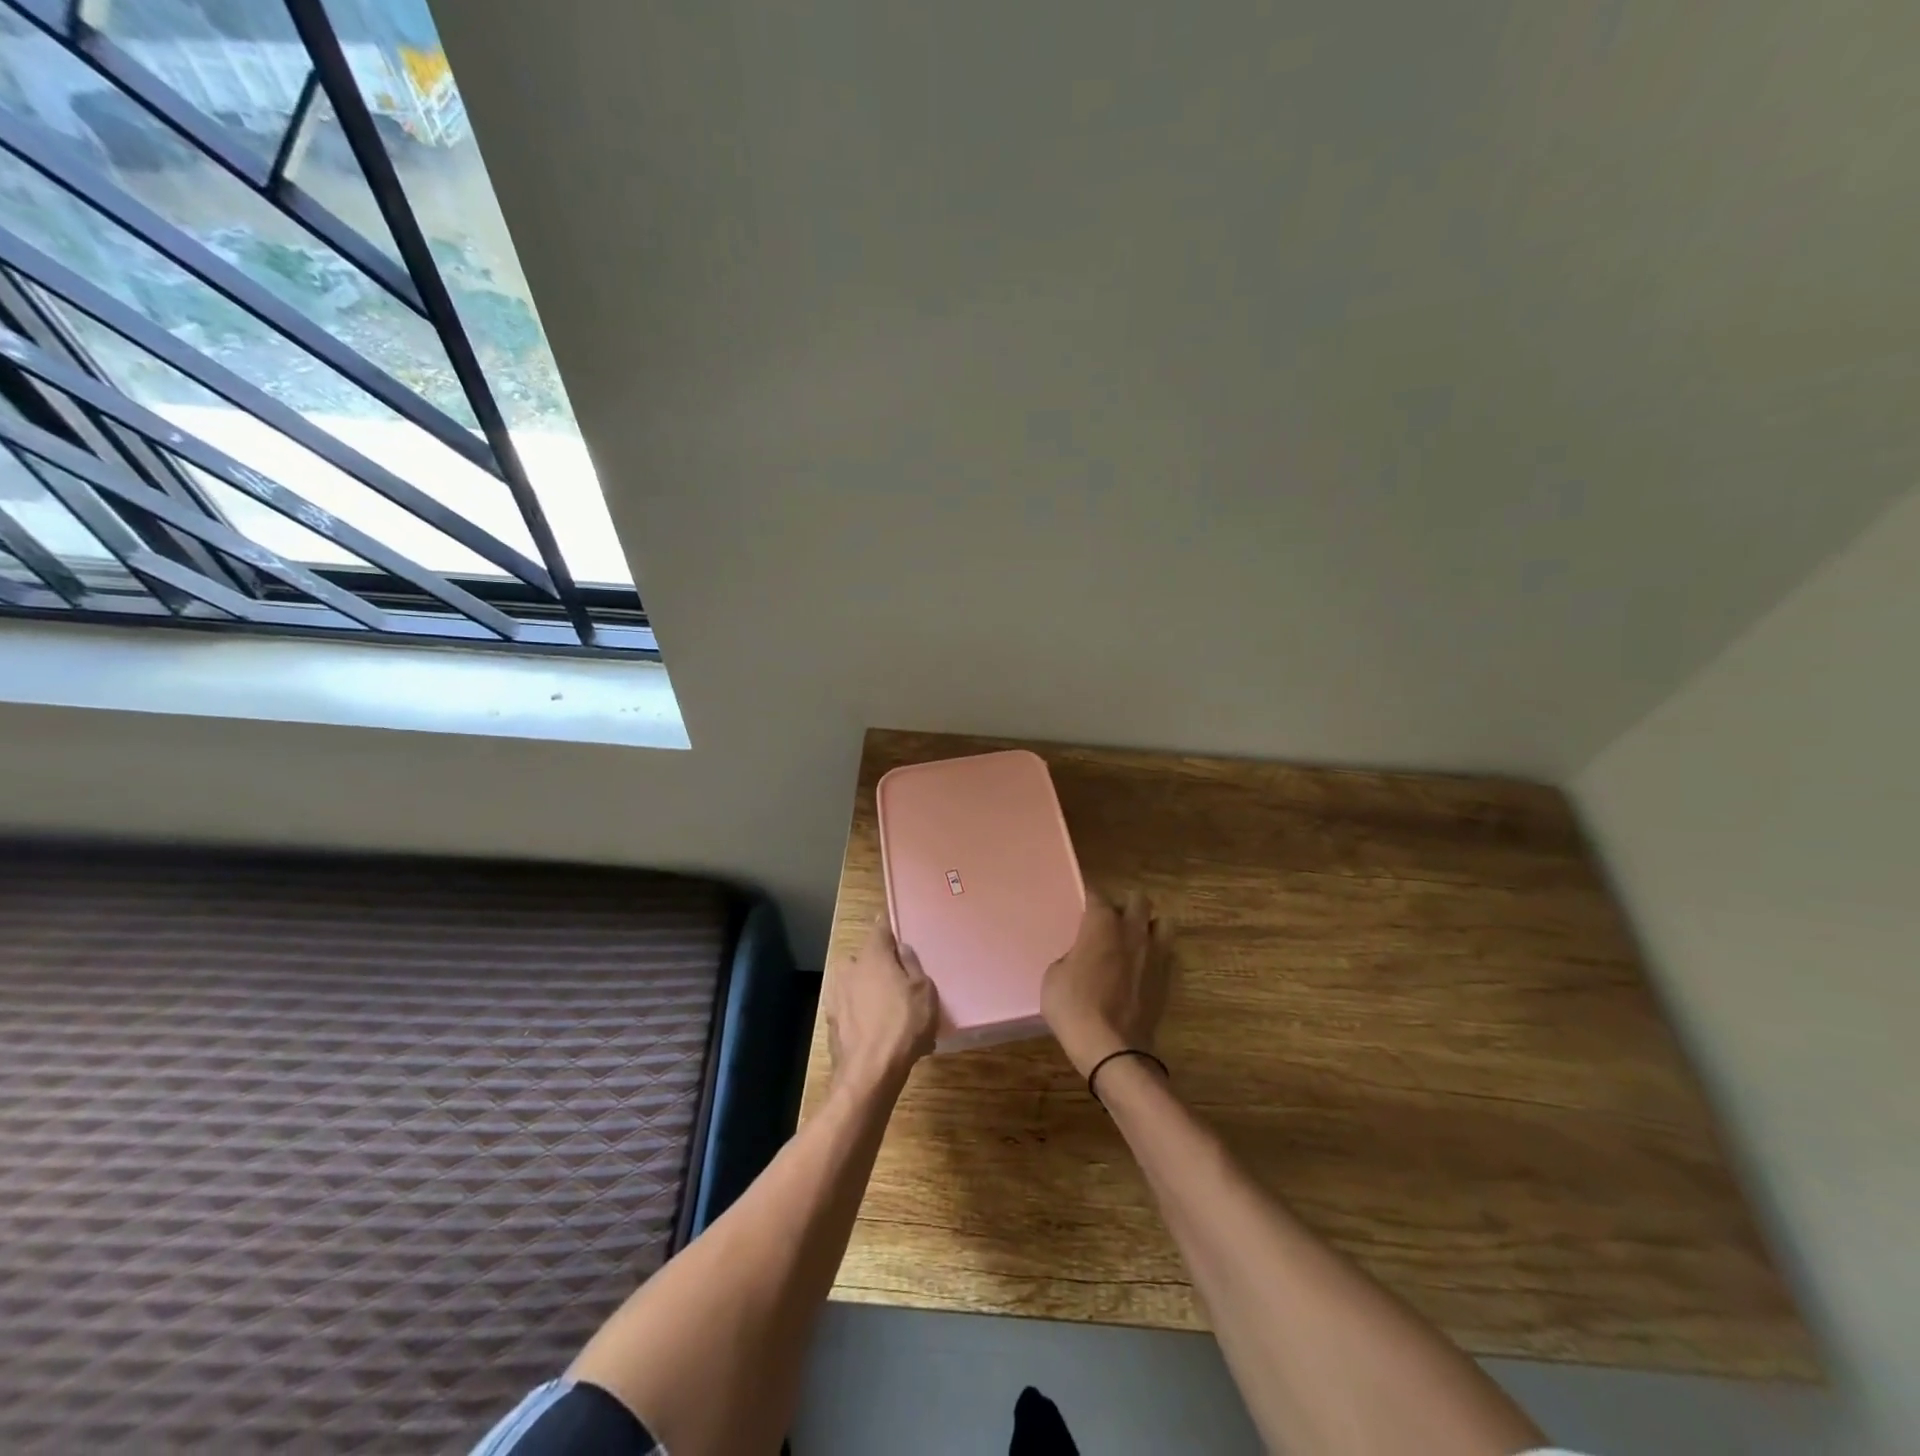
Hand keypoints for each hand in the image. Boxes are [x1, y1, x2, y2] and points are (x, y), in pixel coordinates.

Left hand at [827, 917, 939, 1093]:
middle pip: (863, 958)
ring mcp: (836, 997)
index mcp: (872, 956)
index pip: (879, 930)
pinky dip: (862, 1014)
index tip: (895, 928)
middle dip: (877, 964)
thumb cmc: (903, 1024)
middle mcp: (849, 970)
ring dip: (867, 990)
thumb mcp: (923, 991)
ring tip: (888, 1009)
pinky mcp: (832, 1023)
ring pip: (854, 984)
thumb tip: (901, 949)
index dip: (888, 928)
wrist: (869, 1072)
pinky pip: (851, 1009)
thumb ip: (911, 965)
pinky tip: (878, 1031)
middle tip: (897, 978)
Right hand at [1041, 889, 1172, 1078]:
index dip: (1088, 897)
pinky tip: (1143, 968)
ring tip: (1134, 941)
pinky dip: (1157, 955)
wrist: (1111, 1048)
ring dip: (1149, 927)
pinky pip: (1167, 954)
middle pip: (1138, 900)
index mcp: (1102, 924)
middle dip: (1125, 906)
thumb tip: (1080, 958)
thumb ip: (1070, 956)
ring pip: (1163, 923)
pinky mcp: (1167, 978)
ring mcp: (1155, 954)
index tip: (1081, 903)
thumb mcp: (1053, 976)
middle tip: (1110, 922)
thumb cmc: (1074, 1007)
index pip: (1096, 894)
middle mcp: (1132, 930)